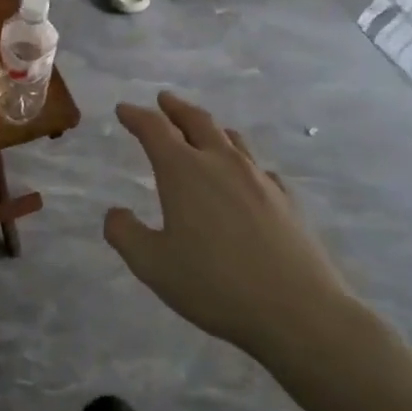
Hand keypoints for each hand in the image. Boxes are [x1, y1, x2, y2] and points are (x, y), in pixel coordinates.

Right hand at [104, 93, 361, 358]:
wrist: (297, 310)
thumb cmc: (214, 284)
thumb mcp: (152, 265)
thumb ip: (125, 234)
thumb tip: (114, 212)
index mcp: (184, 172)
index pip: (155, 130)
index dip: (136, 116)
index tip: (124, 109)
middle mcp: (222, 163)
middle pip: (197, 121)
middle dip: (176, 108)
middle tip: (163, 100)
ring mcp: (259, 179)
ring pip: (231, 139)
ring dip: (210, 128)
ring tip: (201, 129)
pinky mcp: (286, 199)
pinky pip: (258, 167)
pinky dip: (241, 161)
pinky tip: (244, 176)